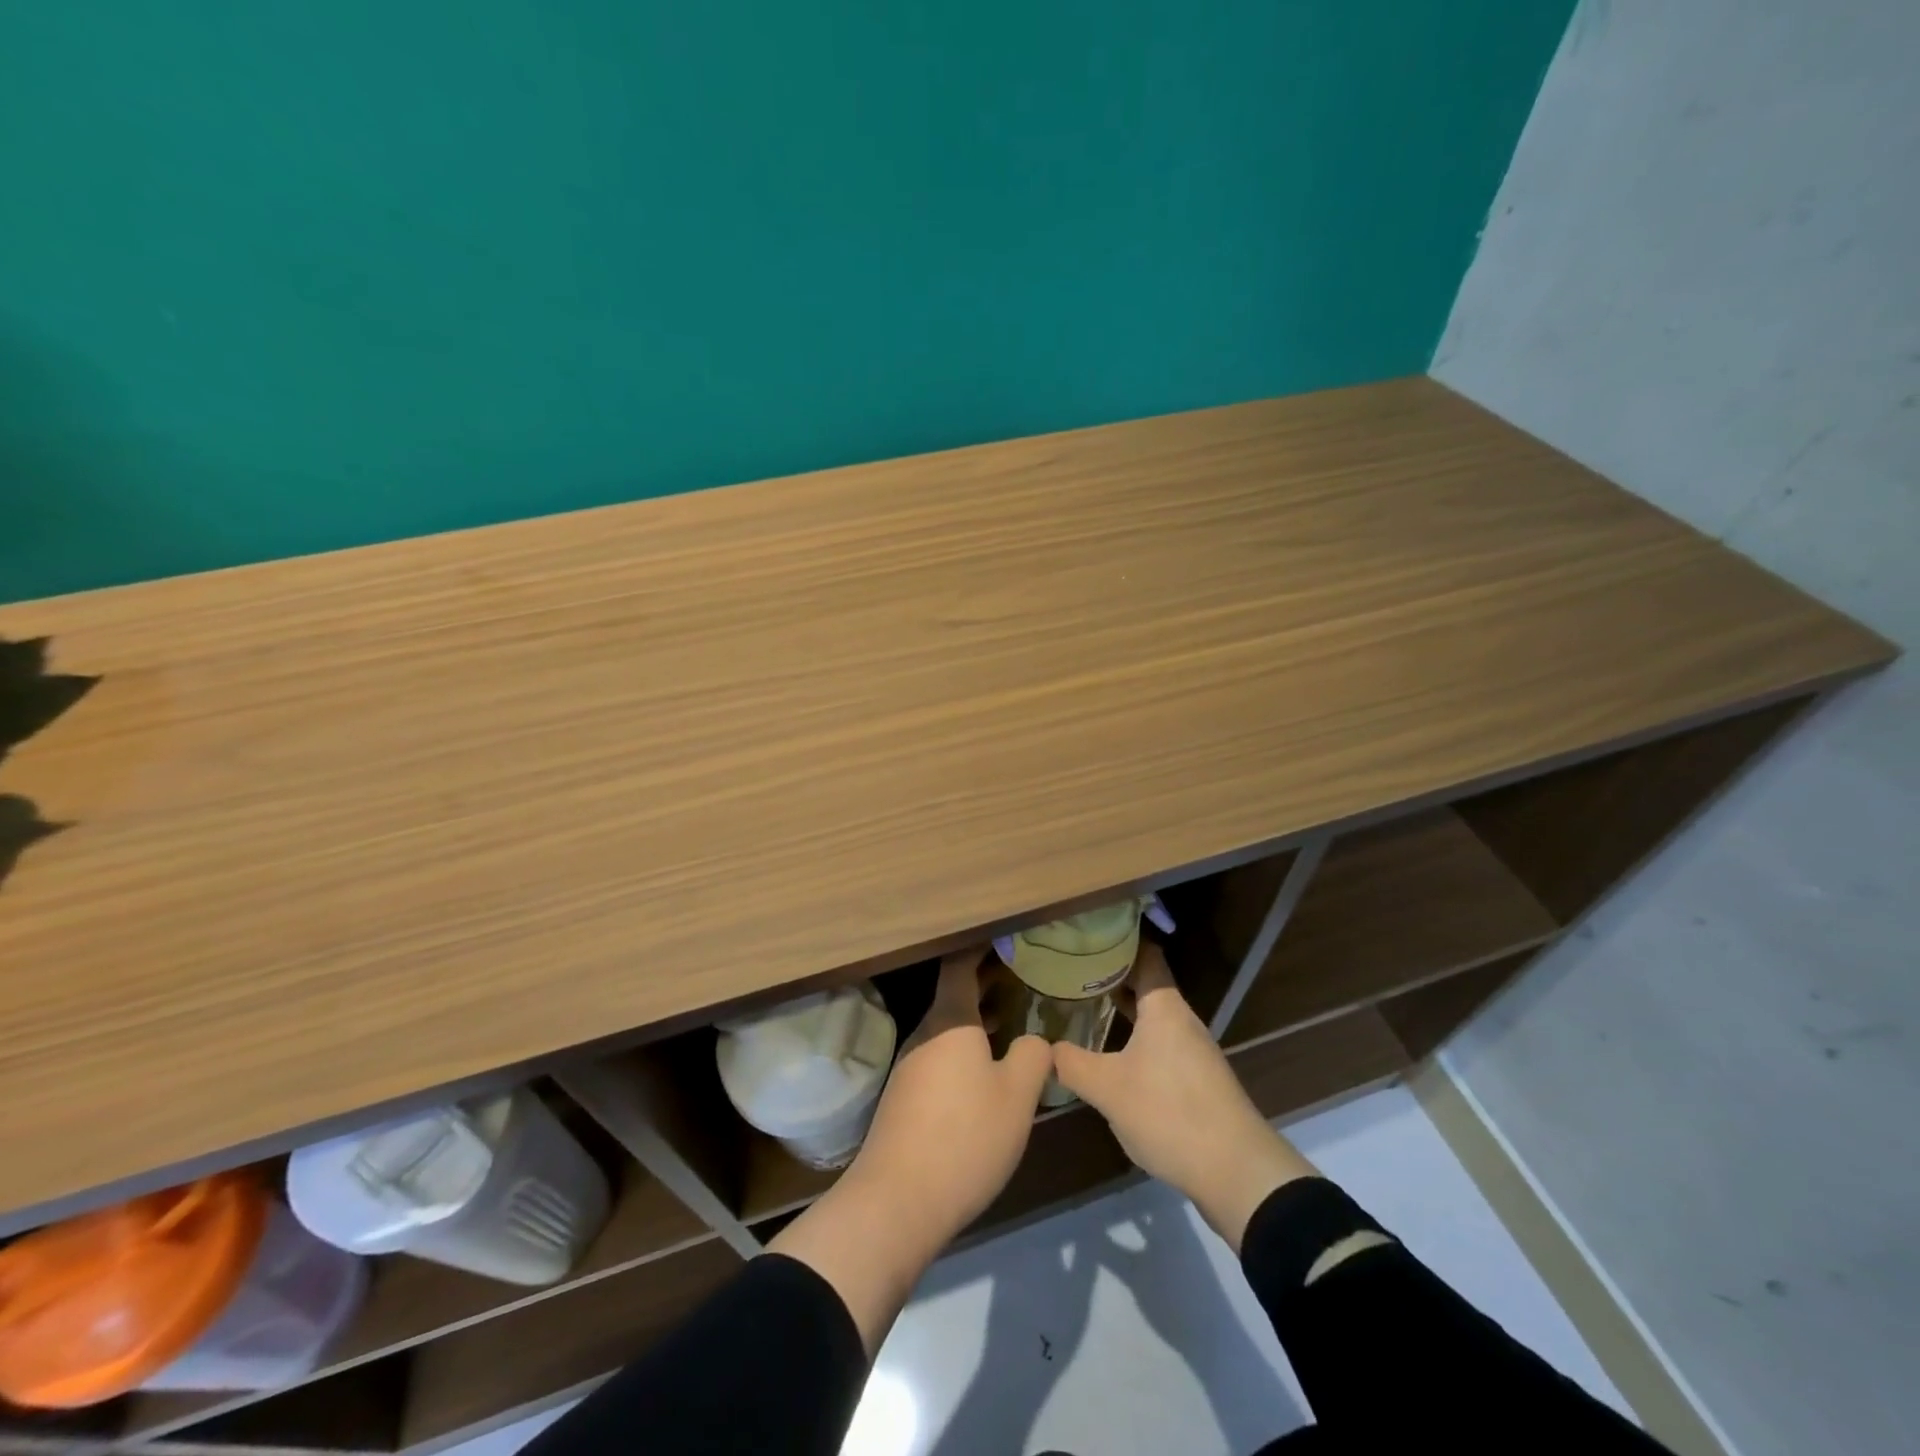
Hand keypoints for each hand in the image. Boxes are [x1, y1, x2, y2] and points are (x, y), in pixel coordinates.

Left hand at [769, 949, 1049, 1350]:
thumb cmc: (965, 1136)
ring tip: (1012, 1019)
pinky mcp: (905, 1098)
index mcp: (950, 1020)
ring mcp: (911, 1066)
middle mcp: (925, 1034)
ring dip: (978, 1020)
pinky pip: (941, 1057)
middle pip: (955, 996)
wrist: (896, 1202)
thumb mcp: (1016, 1096)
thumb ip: (1033, 1056)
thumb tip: (1036, 1039)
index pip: (961, 966)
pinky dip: (966, 1049)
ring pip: (949, 1029)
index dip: (982, 948)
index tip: (1007, 938)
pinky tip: (986, 1072)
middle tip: (1022, 976)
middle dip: (986, 984)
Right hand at [1052, 943, 1316, 1251]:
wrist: (1237, 1173)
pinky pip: (1160, 1043)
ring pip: (1152, 1016)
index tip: (1085, 936)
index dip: (1117, 940)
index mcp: (1164, 1007)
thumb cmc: (1170, 1113)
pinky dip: (1134, 1037)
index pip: (1144, 954)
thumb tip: (1043, 1047)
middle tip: (1071, 971)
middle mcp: (1182, 1020)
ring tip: (1084, 1006)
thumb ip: (1071, 1063)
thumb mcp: (1108, 1089)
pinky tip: (1112, 1055)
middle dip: (1110, 976)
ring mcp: (1193, 1051)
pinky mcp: (1198, 1080)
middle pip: (1146, 984)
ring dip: (1122, 1009)